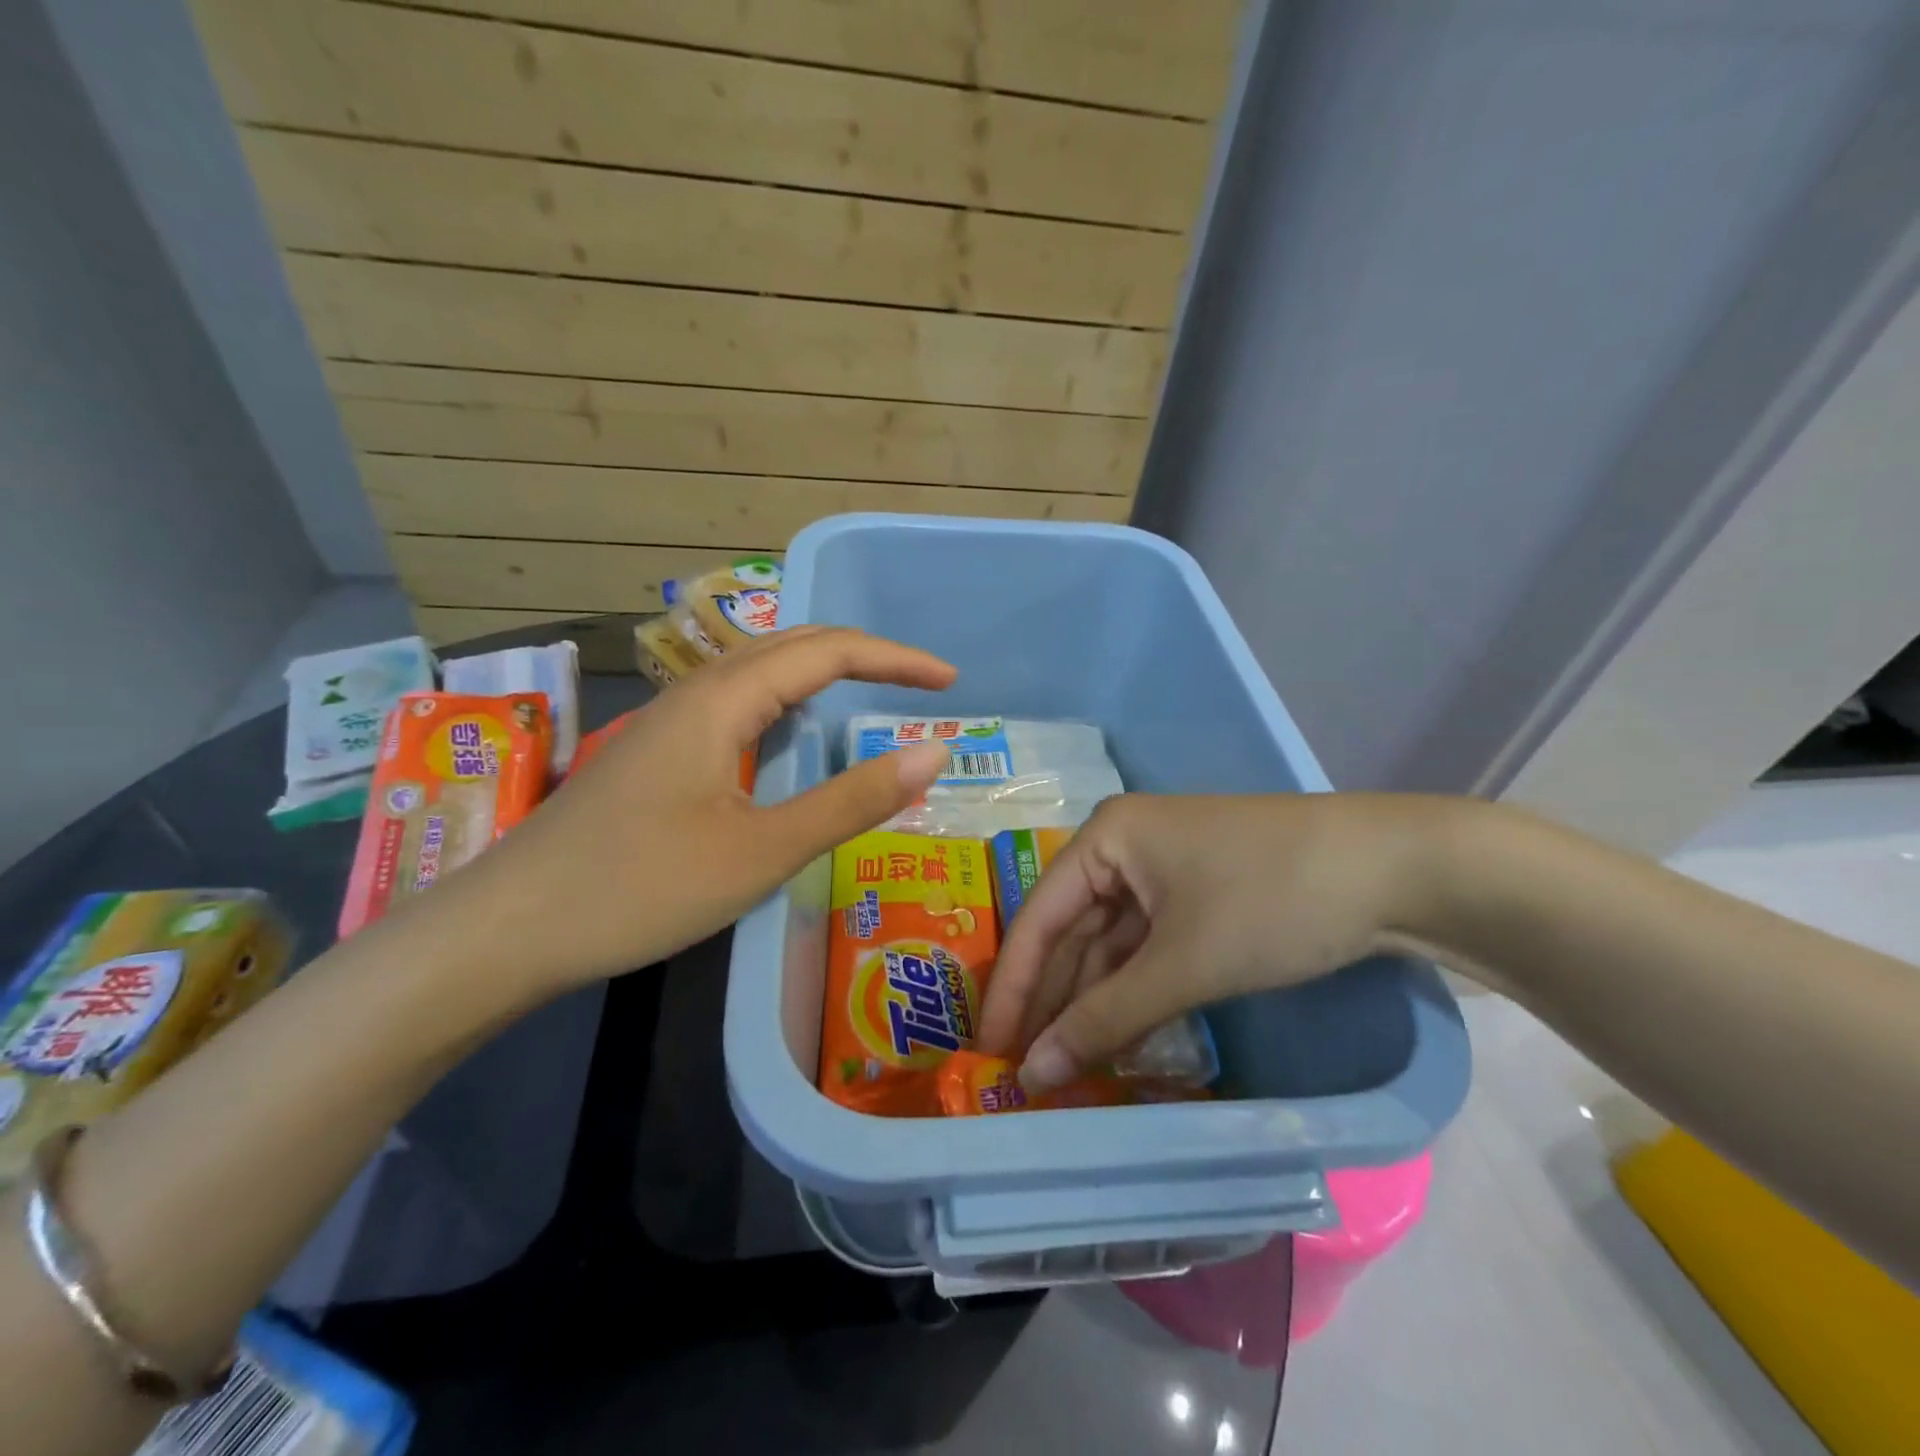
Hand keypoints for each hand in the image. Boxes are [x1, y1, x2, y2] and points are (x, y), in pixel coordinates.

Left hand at [419, 626, 956, 994]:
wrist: (506, 930)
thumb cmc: (640, 888)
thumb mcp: (763, 851)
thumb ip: (851, 799)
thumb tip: (933, 753)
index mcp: (723, 700)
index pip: (827, 651)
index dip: (894, 659)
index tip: (949, 682)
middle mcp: (694, 694)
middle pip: (791, 646)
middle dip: (863, 656)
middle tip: (920, 684)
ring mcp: (668, 723)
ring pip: (759, 673)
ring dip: (821, 674)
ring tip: (869, 696)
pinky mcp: (654, 755)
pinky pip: (736, 705)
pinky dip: (785, 705)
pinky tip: (790, 736)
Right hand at [975, 793, 1454, 1088]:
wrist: (1399, 869)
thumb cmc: (1272, 900)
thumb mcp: (1183, 963)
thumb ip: (1105, 1019)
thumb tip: (1033, 1076)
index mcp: (1106, 837)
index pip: (1038, 917)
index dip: (1013, 987)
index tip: (988, 1051)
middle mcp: (1125, 847)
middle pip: (1071, 931)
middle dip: (1051, 1000)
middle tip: (1023, 1071)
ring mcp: (1165, 871)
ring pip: (1110, 944)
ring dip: (1092, 1003)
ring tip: (1065, 1066)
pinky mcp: (1200, 895)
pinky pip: (1147, 948)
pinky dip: (1132, 992)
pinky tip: (1118, 1037)